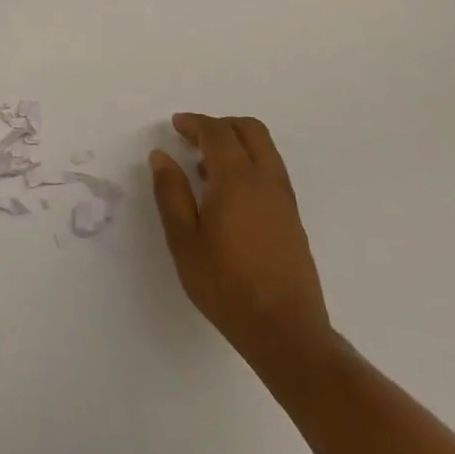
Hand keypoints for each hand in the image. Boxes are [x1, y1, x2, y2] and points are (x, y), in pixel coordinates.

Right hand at [150, 113, 335, 375]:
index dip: (194, 123)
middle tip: (193, 138)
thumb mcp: (183, 239)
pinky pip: (271, 171)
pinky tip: (227, 195)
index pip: (217, 132)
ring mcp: (284, 200)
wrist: (285, 331)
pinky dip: (249, 164)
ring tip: (205, 167)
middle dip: (220, 125)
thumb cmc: (225, 284)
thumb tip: (161, 156)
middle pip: (250, 130)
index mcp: (237, 179)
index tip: (175, 125)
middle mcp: (266, 180)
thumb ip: (171, 192)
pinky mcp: (293, 219)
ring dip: (236, 144)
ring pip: (265, 150)